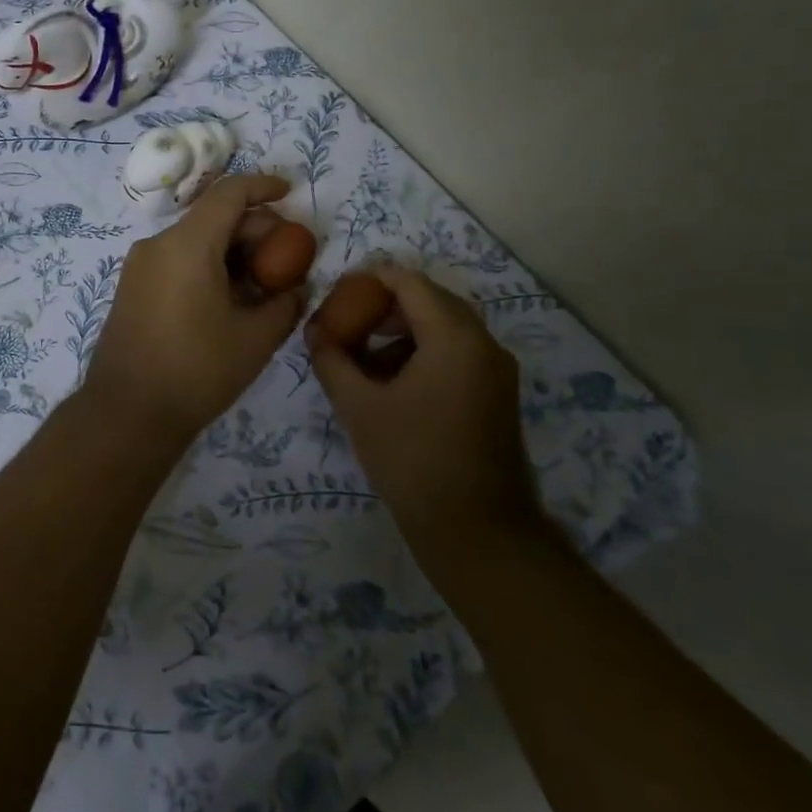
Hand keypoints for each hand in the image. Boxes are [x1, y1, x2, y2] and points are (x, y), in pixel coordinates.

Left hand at [83, 174, 303, 443]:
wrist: (127, 414)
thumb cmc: (196, 371)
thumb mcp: (255, 339)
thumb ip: (284, 304)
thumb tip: (294, 289)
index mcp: (187, 244)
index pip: (229, 193)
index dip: (263, 186)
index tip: (290, 193)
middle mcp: (158, 244)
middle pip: (213, 217)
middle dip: (254, 229)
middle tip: (286, 259)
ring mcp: (140, 266)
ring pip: (195, 239)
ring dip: (232, 250)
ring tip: (263, 283)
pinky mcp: (132, 288)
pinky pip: (177, 260)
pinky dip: (208, 265)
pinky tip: (230, 298)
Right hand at [308, 265, 538, 558]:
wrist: (476, 531)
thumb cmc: (413, 460)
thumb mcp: (359, 407)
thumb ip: (332, 360)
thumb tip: (313, 331)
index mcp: (454, 336)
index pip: (410, 282)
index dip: (371, 279)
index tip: (339, 293)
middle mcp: (484, 342)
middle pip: (431, 301)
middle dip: (386, 306)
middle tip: (348, 322)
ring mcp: (497, 370)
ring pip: (446, 328)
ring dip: (404, 331)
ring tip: (364, 356)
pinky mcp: (498, 394)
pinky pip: (458, 353)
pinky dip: (425, 353)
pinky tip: (393, 384)